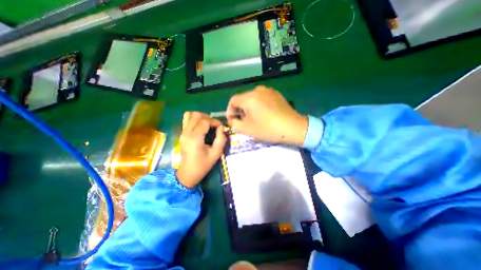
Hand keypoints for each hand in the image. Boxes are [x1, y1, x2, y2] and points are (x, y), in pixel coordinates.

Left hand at [176, 111, 227, 186]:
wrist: (188, 173)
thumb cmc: (203, 165)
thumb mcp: (216, 153)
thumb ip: (221, 139)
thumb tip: (221, 128)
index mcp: (195, 138)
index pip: (205, 121)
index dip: (215, 122)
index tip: (221, 127)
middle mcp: (187, 133)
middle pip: (196, 115)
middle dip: (208, 118)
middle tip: (214, 125)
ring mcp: (182, 133)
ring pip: (189, 115)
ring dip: (200, 117)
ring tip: (207, 124)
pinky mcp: (182, 134)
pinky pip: (186, 120)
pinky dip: (194, 119)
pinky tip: (200, 126)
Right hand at [227, 85, 307, 145]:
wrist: (293, 127)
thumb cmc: (268, 129)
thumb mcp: (247, 129)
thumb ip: (234, 122)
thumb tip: (232, 117)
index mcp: (249, 98)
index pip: (233, 100)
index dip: (230, 110)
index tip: (233, 119)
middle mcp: (257, 90)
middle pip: (242, 98)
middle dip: (240, 109)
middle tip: (244, 120)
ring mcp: (268, 90)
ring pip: (252, 98)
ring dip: (249, 107)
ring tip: (254, 117)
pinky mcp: (275, 93)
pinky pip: (261, 97)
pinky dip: (258, 104)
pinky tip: (264, 113)